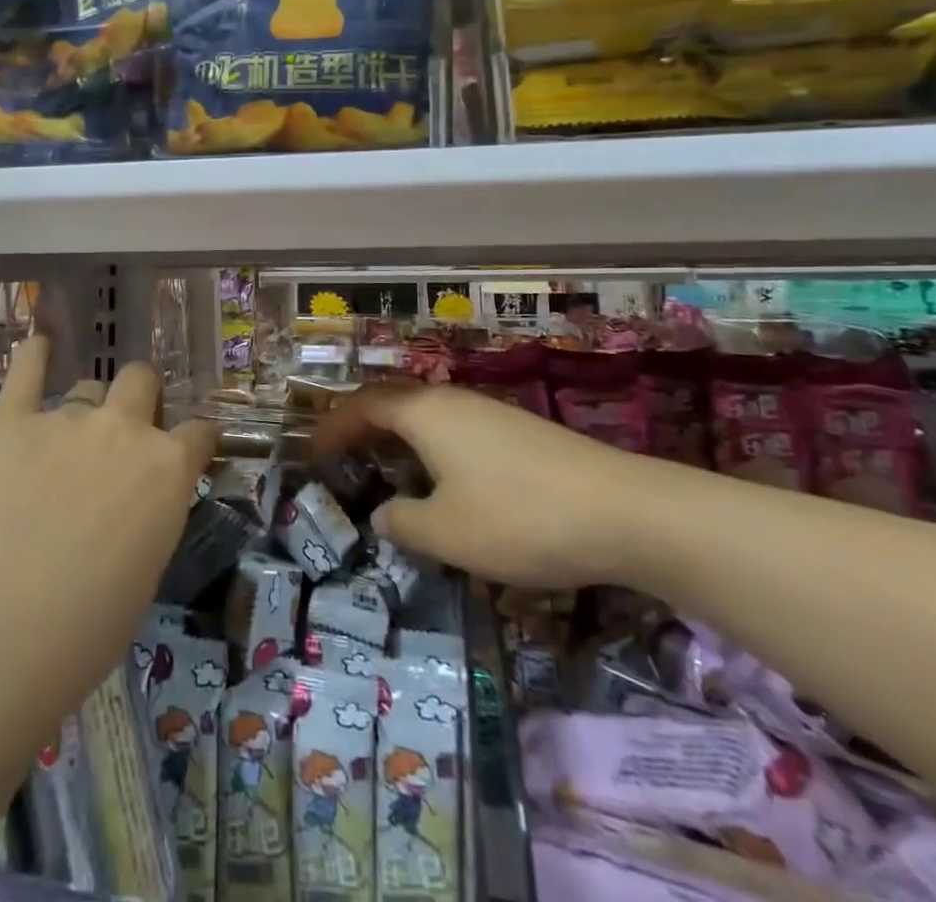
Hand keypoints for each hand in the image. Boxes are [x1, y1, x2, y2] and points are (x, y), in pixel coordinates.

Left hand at [0, 337, 216, 705]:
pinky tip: (36, 346)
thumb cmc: (92, 623)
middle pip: (141, 380)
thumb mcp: (150, 563)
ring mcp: (68, 419)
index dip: (192, 440)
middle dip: (139, 398)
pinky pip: (26, 372)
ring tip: (65, 438)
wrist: (8, 630)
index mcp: (169, 466)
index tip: (184, 449)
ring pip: (87, 387)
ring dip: (86, 407)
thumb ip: (153, 509)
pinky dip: (32, 356)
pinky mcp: (13, 423)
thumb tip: (140, 496)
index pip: (198, 431)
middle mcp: (125, 428)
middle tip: (122, 431)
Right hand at [315, 383, 684, 589]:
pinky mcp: (518, 433)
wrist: (625, 511)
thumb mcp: (447, 533)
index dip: (332, 426)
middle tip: (340, 459)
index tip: (310, 453)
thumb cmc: (519, 517)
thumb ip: (404, 524)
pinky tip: (443, 484)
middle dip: (361, 429)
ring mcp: (489, 413)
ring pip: (426, 417)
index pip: (363, 406)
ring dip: (398, 440)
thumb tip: (383, 515)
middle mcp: (452, 400)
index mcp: (425, 413)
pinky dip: (430, 449)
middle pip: (393, 404)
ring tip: (384, 473)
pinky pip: (455, 430)